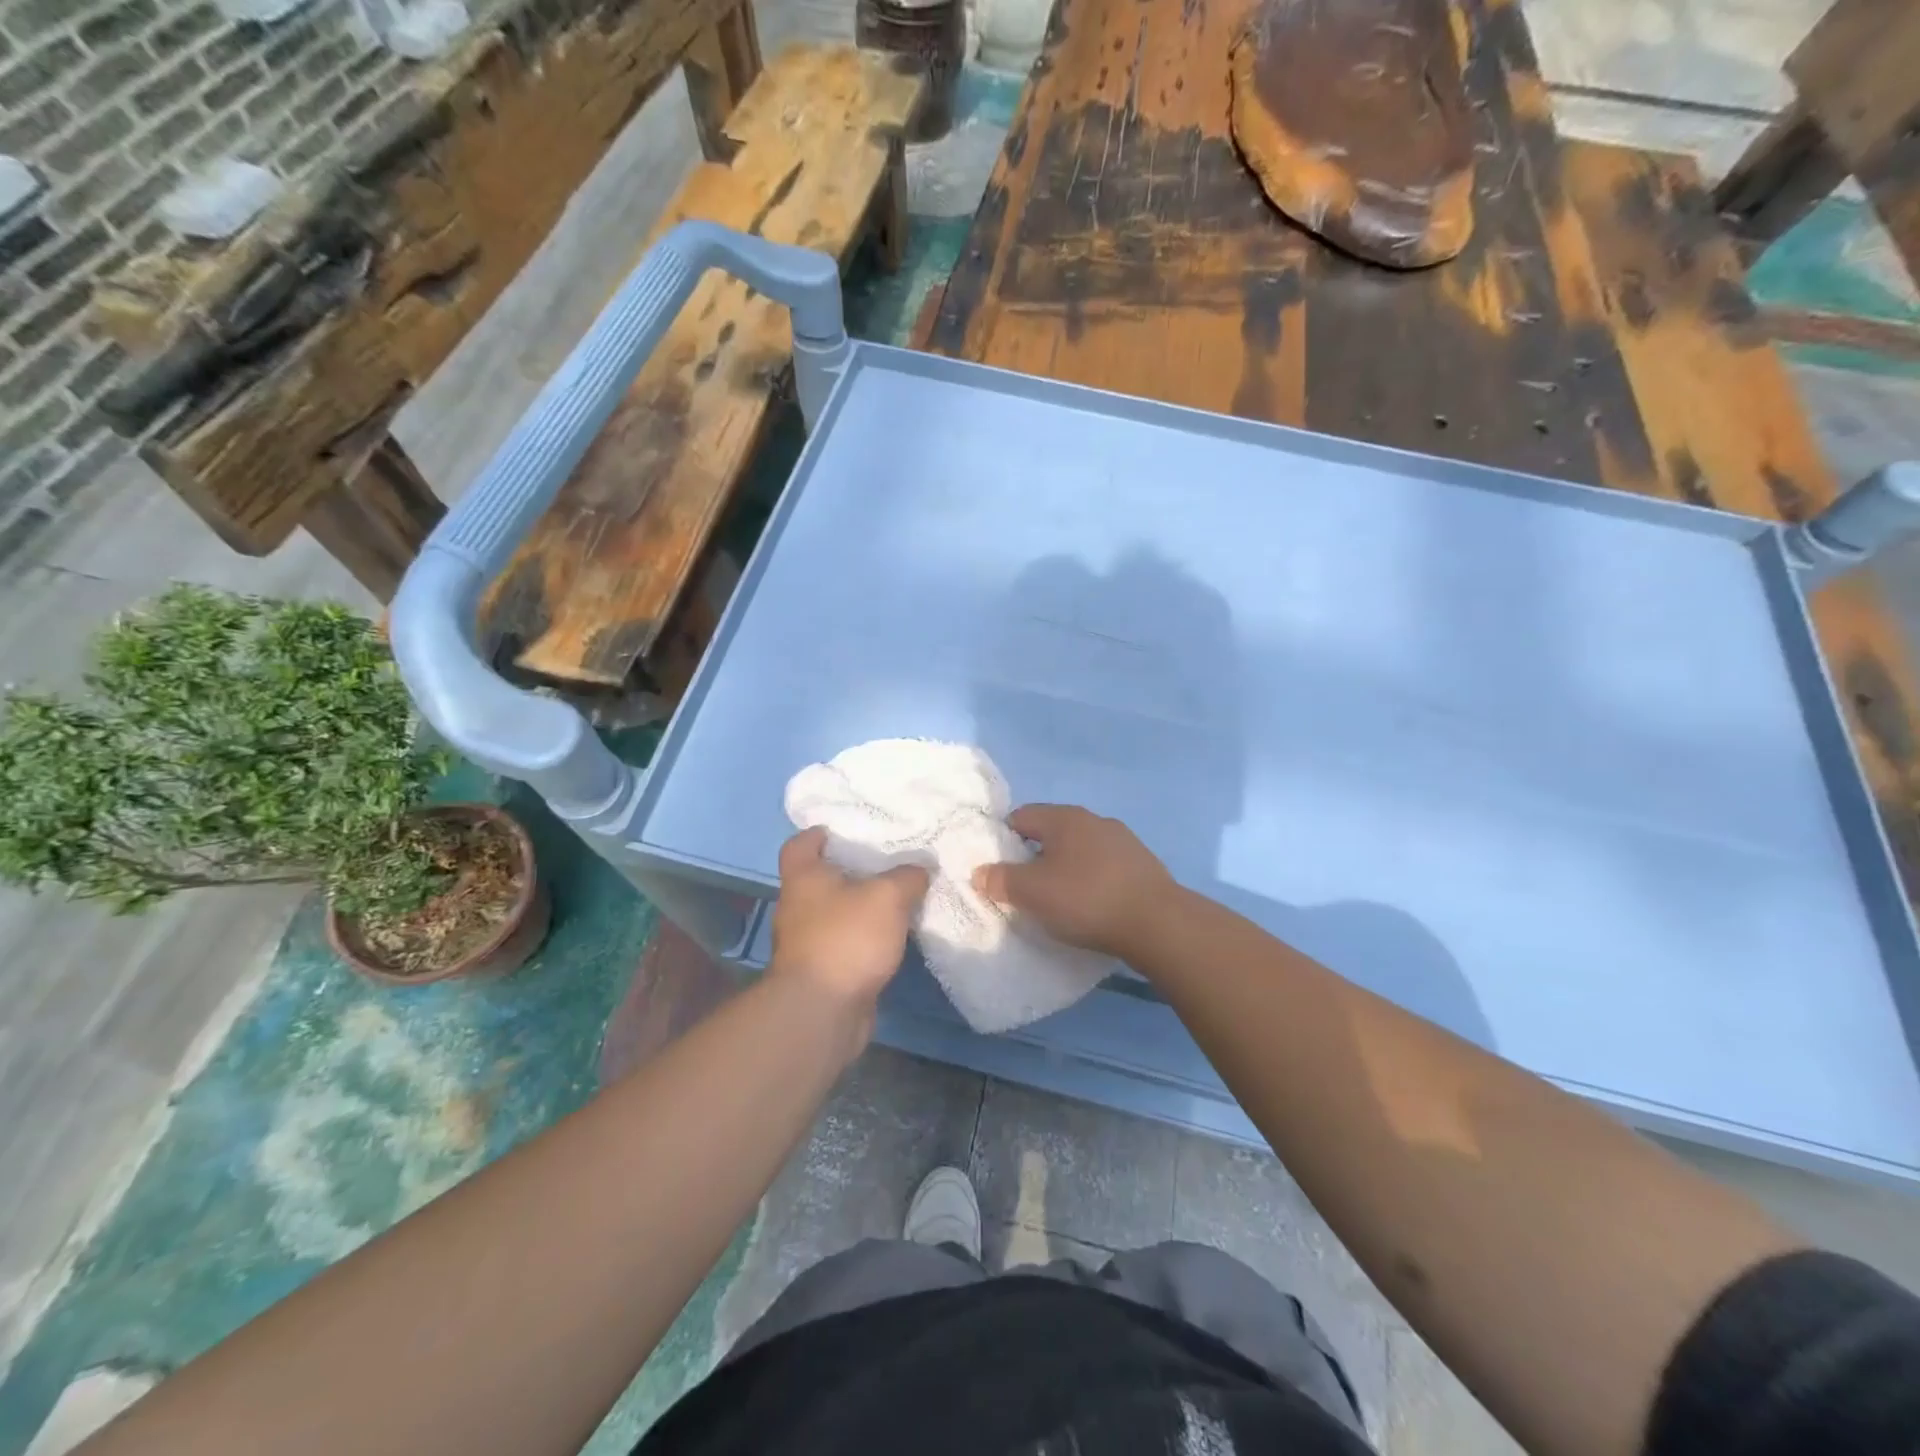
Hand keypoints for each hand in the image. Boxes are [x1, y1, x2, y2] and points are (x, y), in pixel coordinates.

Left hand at [769, 828, 928, 1013]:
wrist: (823, 1011)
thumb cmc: (846, 938)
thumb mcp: (887, 896)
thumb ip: (907, 877)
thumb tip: (920, 869)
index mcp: (804, 878)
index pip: (799, 845)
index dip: (818, 835)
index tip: (843, 831)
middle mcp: (799, 907)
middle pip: (821, 879)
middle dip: (851, 871)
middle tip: (888, 862)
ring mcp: (809, 942)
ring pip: (838, 914)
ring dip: (863, 908)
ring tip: (900, 898)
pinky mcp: (824, 971)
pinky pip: (848, 944)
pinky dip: (867, 938)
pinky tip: (896, 937)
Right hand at [972, 804, 1176, 959]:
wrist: (1158, 924)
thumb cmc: (1086, 900)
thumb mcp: (1032, 893)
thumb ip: (1001, 880)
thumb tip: (981, 872)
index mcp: (1065, 818)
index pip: (1021, 816)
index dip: (1004, 840)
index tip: (999, 870)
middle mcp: (1094, 820)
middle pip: (1052, 833)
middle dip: (1035, 857)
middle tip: (1025, 889)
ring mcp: (1123, 841)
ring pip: (1080, 850)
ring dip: (1066, 869)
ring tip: (1059, 902)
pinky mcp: (1143, 865)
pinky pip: (1104, 867)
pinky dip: (1092, 881)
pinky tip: (1092, 907)